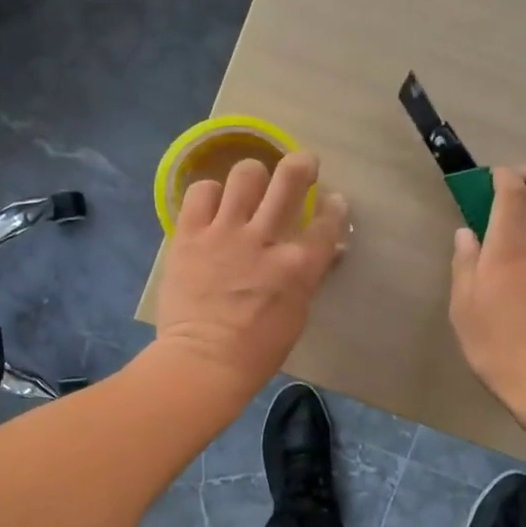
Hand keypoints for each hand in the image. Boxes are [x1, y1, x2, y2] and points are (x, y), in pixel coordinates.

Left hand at [154, 152, 351, 400]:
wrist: (202, 362)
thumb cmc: (256, 350)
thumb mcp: (297, 315)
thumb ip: (307, 277)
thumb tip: (319, 252)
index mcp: (298, 266)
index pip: (327, 223)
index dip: (335, 207)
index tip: (334, 201)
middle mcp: (265, 240)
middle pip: (290, 180)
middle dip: (302, 165)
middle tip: (303, 164)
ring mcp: (225, 234)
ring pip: (246, 174)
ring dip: (254, 176)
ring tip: (251, 184)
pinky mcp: (190, 235)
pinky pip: (201, 192)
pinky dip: (210, 194)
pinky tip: (213, 205)